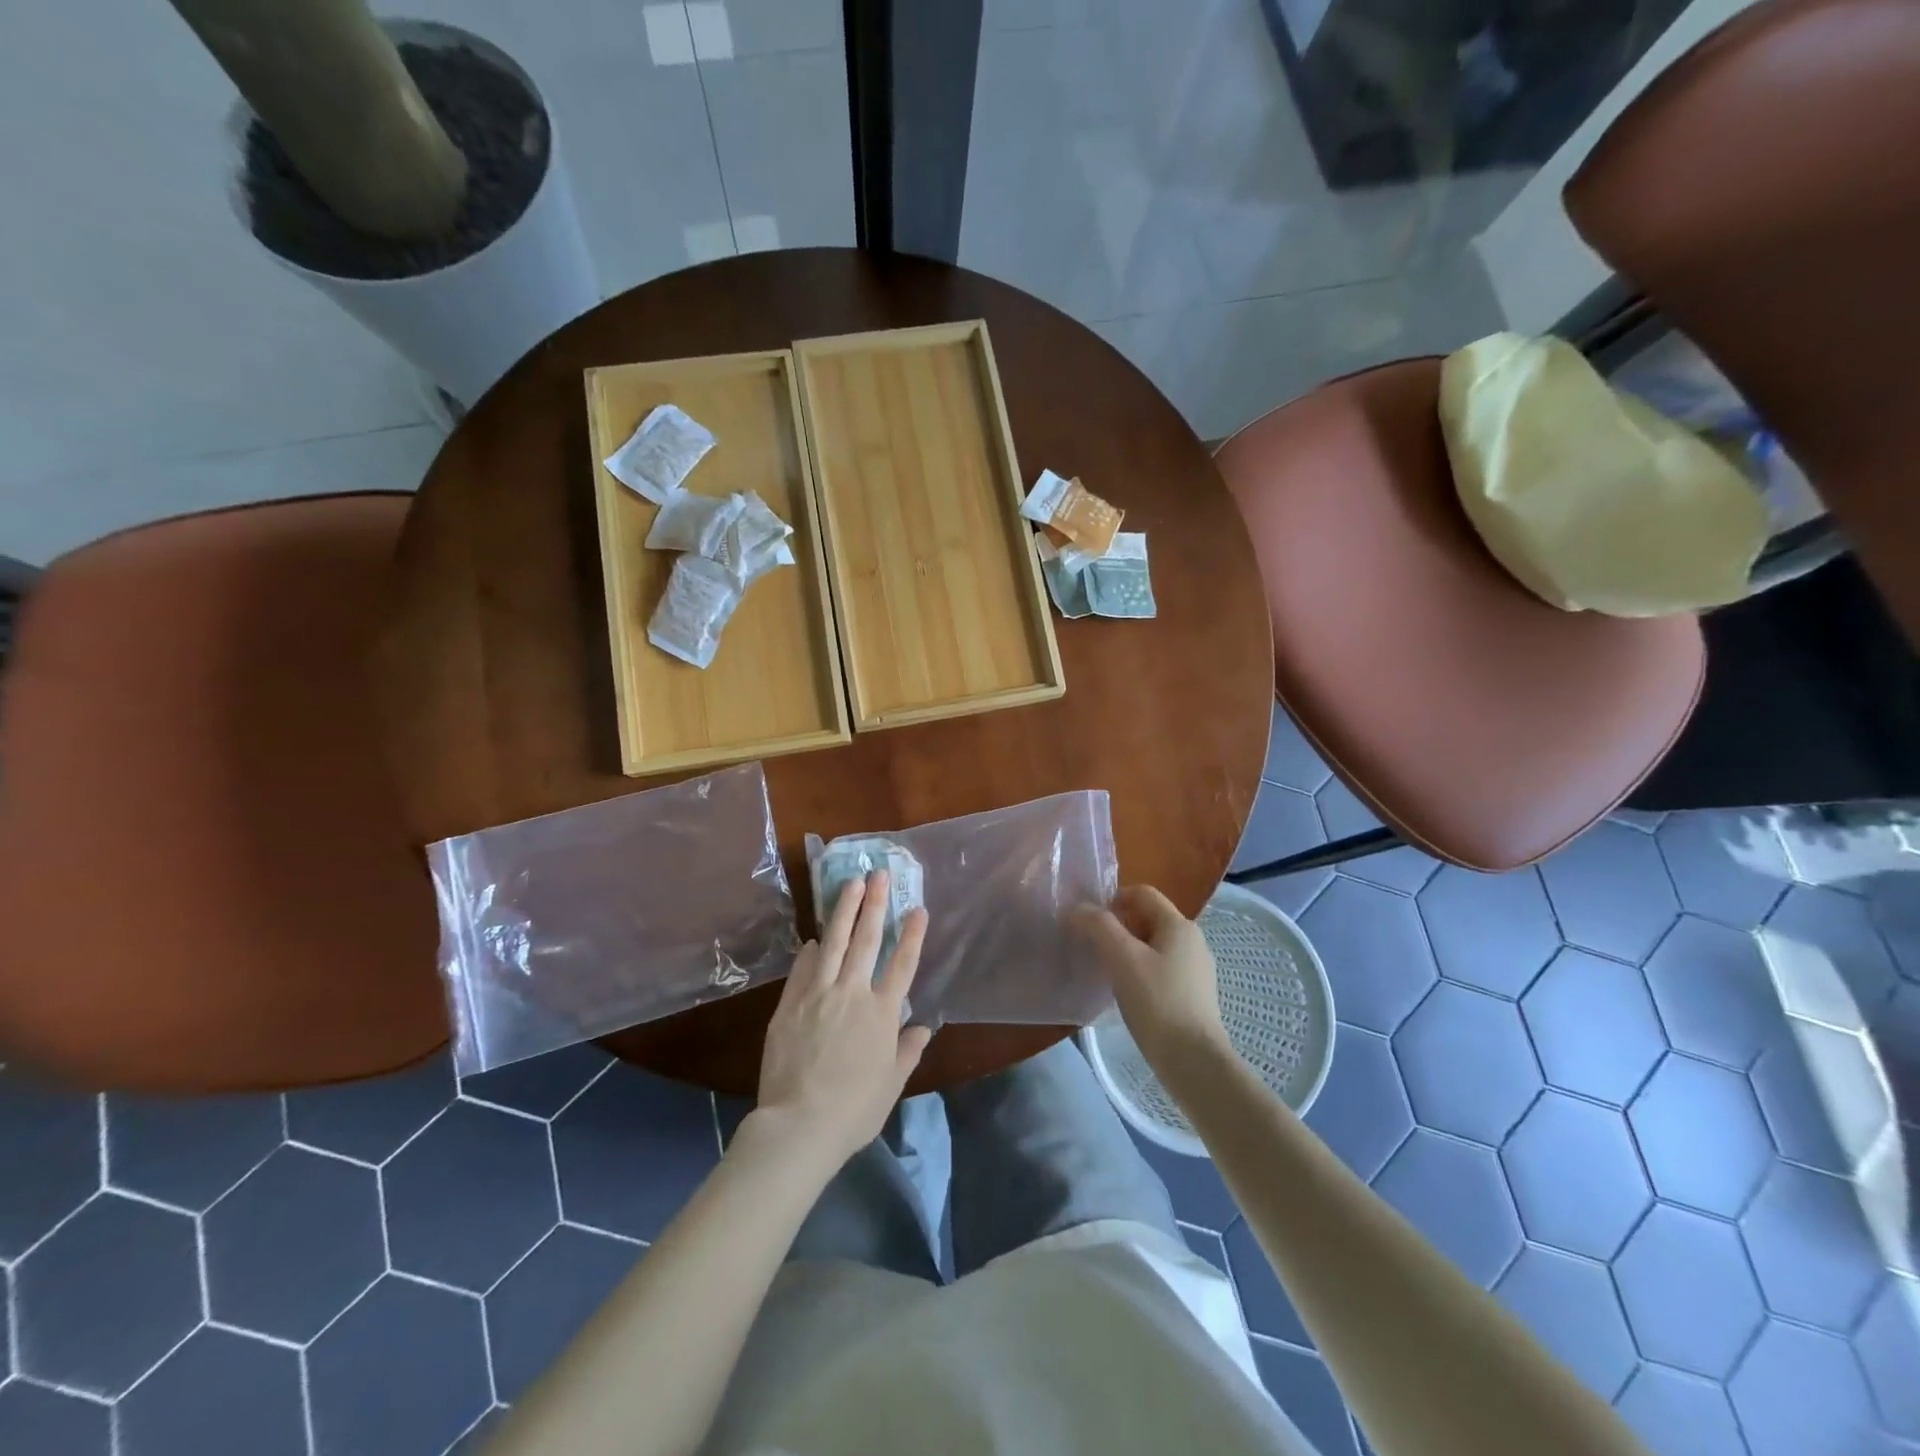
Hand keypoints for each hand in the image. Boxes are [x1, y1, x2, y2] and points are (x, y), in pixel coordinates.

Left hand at [754, 871, 931, 1167]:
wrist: (799, 1124)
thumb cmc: (854, 1110)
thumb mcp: (891, 1083)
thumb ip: (908, 1051)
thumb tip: (923, 1028)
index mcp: (882, 1013)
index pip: (902, 964)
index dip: (912, 935)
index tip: (917, 908)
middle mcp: (853, 993)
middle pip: (867, 941)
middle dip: (875, 905)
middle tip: (879, 875)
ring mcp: (818, 994)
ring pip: (834, 943)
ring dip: (843, 911)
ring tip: (850, 885)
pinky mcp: (790, 1004)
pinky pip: (803, 969)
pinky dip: (811, 951)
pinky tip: (814, 937)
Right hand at [1076, 885, 1230, 1071]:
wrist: (1194, 1062)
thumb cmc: (1157, 1002)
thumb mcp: (1122, 958)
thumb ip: (1099, 927)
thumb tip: (1078, 909)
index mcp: (1179, 925)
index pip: (1143, 893)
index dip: (1113, 898)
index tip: (1090, 920)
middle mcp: (1192, 941)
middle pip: (1148, 918)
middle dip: (1118, 926)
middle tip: (1093, 946)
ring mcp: (1196, 969)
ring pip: (1154, 945)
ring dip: (1127, 950)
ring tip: (1106, 971)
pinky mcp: (1194, 995)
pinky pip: (1161, 969)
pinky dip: (1140, 971)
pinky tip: (1127, 993)